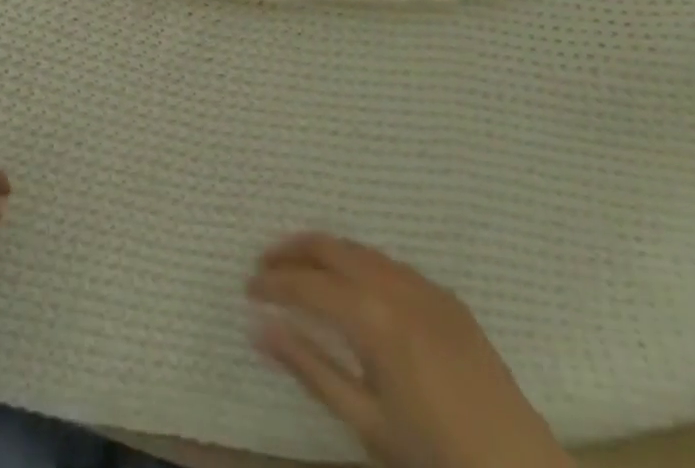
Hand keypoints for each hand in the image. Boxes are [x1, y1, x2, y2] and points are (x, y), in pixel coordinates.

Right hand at [248, 234, 572, 467]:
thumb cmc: (434, 457)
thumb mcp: (365, 422)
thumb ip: (310, 368)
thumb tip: (260, 328)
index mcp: (373, 318)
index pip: (307, 284)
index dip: (273, 282)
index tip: (247, 287)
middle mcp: (396, 286)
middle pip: (331, 247)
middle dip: (293, 250)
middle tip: (265, 264)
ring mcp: (425, 286)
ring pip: (361, 250)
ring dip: (326, 253)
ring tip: (302, 269)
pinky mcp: (447, 296)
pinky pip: (391, 265)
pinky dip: (361, 264)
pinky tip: (354, 287)